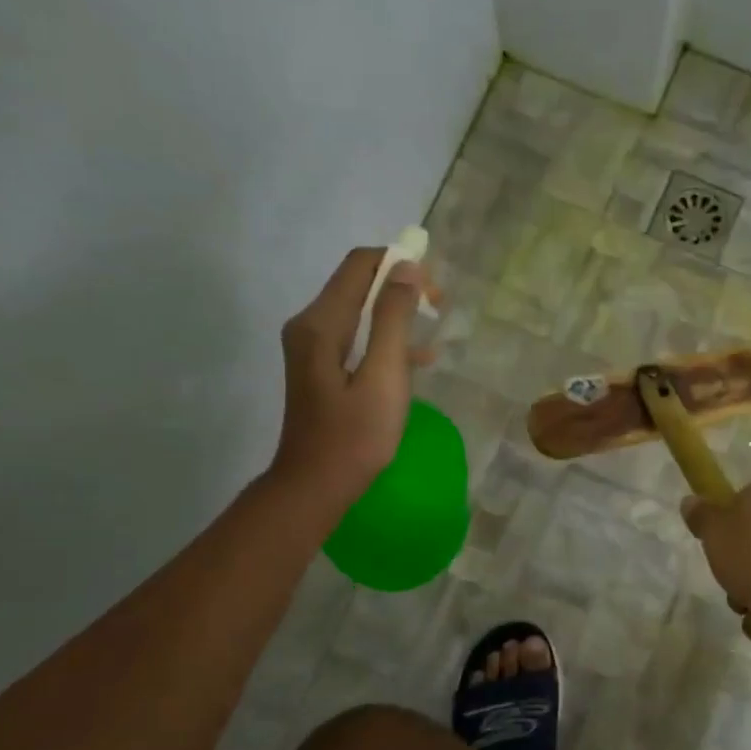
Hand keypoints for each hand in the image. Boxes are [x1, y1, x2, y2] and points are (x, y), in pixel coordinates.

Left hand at [269, 247, 433, 503]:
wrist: (315, 485)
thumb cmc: (355, 434)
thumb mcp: (384, 375)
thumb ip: (393, 319)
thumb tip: (407, 268)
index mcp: (321, 322)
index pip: (360, 265)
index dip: (399, 264)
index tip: (433, 289)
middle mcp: (310, 325)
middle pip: (359, 284)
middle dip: (401, 288)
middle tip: (439, 309)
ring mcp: (313, 347)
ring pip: (360, 311)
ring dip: (397, 315)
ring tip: (434, 333)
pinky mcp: (321, 368)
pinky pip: (357, 338)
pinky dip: (385, 340)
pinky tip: (417, 360)